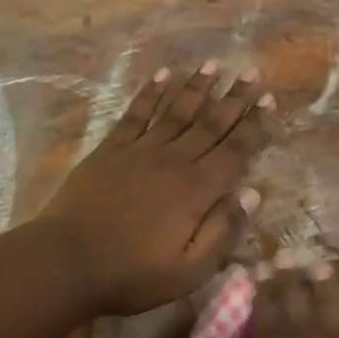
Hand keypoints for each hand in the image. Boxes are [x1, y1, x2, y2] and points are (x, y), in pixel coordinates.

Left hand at [40, 61, 273, 315]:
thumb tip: (254, 194)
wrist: (68, 261)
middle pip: (210, 123)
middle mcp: (174, 160)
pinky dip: (151, 93)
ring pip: (177, 111)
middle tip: (251, 72)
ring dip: (197, 87)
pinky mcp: (112, 148)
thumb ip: (223, 230)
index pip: (235, 151)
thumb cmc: (133, 273)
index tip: (269, 100)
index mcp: (197, 190)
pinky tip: (163, 74)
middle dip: (234, 98)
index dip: (255, 125)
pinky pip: (137, 113)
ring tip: (214, 64)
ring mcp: (141, 150)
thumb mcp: (190, 270)